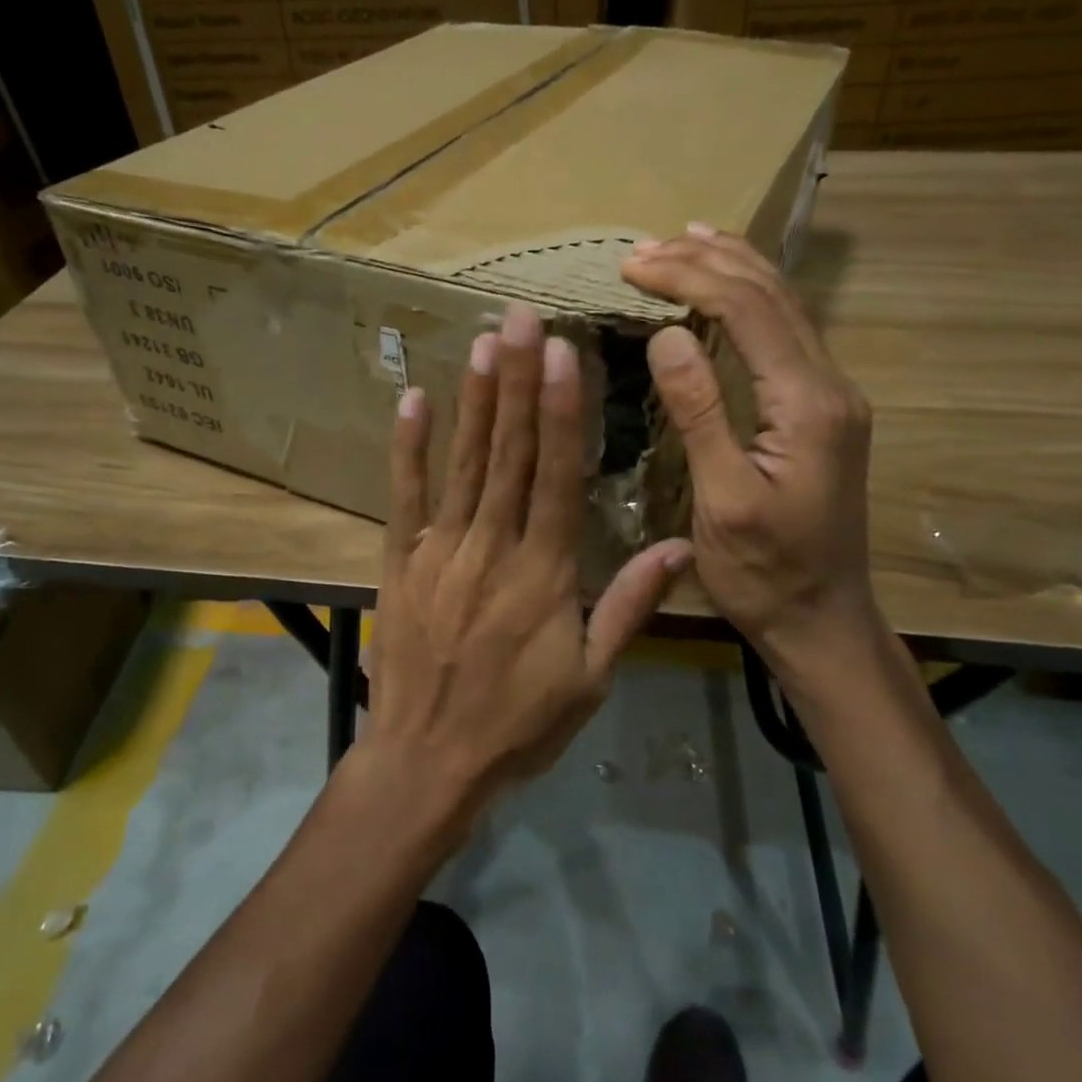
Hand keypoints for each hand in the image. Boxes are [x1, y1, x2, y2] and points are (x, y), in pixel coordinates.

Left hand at [362, 303, 691, 830]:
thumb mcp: (591, 678)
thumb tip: (679, 546)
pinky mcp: (401, 562)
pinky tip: (414, 400)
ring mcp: (440, 550)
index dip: (560, 411)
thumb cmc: (518, 724)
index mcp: (544, 572)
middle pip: (508, 452)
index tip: (564, 355)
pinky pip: (405, 497)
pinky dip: (409, 448)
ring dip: (475, 400)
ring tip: (484, 341)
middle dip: (518, 380)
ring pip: (462, 463)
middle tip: (523, 318)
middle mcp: (491, 547)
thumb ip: (630, 606)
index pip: (555, 475)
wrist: (427, 762)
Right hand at [623, 228, 884, 671]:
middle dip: (706, 261)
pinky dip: (749, 298)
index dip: (688, 277)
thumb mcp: (722, 499)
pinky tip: (727, 286)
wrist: (823, 619)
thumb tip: (668, 333)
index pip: (747, 311)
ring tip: (683, 240)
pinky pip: (785, 332)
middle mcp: (830, 384)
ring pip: (785, 306)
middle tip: (643, 249)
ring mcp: (831, 394)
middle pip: (771, 295)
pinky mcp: (821, 407)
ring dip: (731, 268)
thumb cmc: (764, 570)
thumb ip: (700, 412)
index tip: (631, 266)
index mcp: (808, 404)